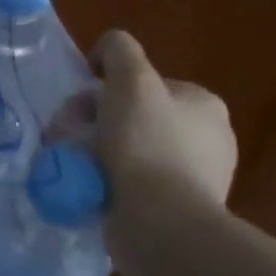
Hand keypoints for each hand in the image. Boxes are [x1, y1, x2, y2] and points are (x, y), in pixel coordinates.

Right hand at [89, 29, 237, 211]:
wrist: (160, 227)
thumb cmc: (146, 144)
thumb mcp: (130, 77)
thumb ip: (118, 49)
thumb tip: (105, 55)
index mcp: (204, 106)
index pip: (144, 83)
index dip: (106, 87)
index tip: (82, 106)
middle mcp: (208, 140)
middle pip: (133, 115)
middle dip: (94, 121)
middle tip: (66, 135)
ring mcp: (195, 179)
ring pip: (128, 149)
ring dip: (95, 151)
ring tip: (73, 163)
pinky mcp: (176, 212)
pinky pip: (131, 184)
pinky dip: (107, 181)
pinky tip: (91, 186)